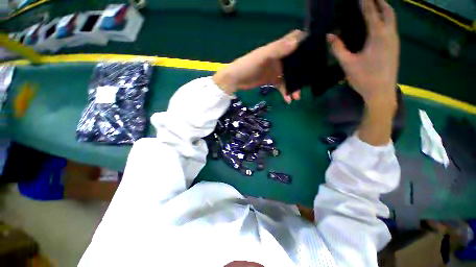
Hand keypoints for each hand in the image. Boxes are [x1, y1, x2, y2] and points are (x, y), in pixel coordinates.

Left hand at [213, 30, 305, 102]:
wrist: (235, 80)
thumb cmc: (247, 66)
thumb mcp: (261, 57)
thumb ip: (277, 50)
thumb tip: (297, 41)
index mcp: (277, 49)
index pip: (294, 41)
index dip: (306, 44)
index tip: (316, 53)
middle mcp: (278, 58)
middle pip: (295, 63)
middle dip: (302, 73)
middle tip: (307, 83)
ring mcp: (275, 70)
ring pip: (289, 77)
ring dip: (294, 86)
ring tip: (296, 97)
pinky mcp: (271, 80)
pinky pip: (282, 86)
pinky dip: (285, 92)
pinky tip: (288, 99)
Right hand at [327, 0, 398, 105]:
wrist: (381, 92)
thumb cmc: (364, 78)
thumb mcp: (347, 64)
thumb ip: (338, 48)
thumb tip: (330, 36)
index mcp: (377, 35)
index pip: (371, 12)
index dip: (366, 2)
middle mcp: (389, 34)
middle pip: (388, 11)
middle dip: (380, 1)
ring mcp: (394, 40)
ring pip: (392, 18)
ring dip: (385, 9)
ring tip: (376, 5)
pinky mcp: (395, 47)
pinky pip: (392, 26)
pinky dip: (386, 19)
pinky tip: (380, 22)